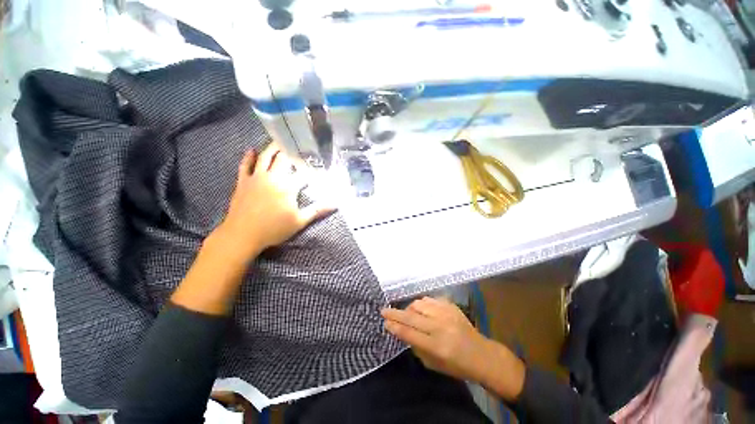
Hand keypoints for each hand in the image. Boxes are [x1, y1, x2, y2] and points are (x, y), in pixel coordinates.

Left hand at [217, 143, 332, 260]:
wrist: (242, 235)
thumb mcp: (299, 221)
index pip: (303, 173)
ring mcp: (256, 178)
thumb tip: (336, 204)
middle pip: (284, 159)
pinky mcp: (243, 182)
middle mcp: (273, 177)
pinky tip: (252, 150)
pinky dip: (248, 157)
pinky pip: (245, 165)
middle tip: (299, 146)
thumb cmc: (273, 229)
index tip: (318, 164)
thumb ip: (317, 210)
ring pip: (265, 157)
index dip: (312, 168)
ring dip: (273, 148)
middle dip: (293, 152)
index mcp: (288, 187)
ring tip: (280, 141)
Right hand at [382, 297, 525, 400]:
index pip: (410, 333)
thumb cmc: (456, 365)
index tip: (385, 322)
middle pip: (411, 317)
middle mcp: (440, 327)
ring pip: (419, 304)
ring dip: (409, 308)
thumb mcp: (434, 364)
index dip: (395, 327)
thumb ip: (416, 347)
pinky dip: (422, 304)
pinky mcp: (451, 306)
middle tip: (384, 310)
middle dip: (395, 313)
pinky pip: (430, 299)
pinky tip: (421, 309)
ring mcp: (446, 313)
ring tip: (407, 313)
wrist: (481, 354)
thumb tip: (402, 331)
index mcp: (437, 346)